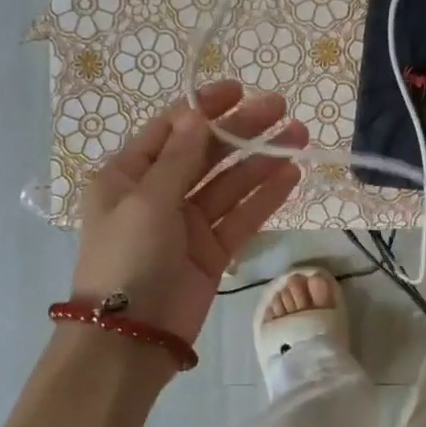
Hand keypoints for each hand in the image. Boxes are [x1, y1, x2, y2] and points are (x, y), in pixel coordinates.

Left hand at [71, 81, 305, 344]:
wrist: (130, 337)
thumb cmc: (127, 258)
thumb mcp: (146, 200)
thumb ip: (178, 158)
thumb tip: (197, 114)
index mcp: (128, 175)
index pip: (170, 129)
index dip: (203, 107)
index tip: (239, 90)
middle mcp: (158, 193)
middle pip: (206, 152)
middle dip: (242, 130)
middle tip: (281, 108)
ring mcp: (188, 223)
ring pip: (230, 183)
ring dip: (262, 160)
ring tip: (298, 137)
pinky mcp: (212, 250)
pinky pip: (241, 216)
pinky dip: (265, 197)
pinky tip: (291, 176)